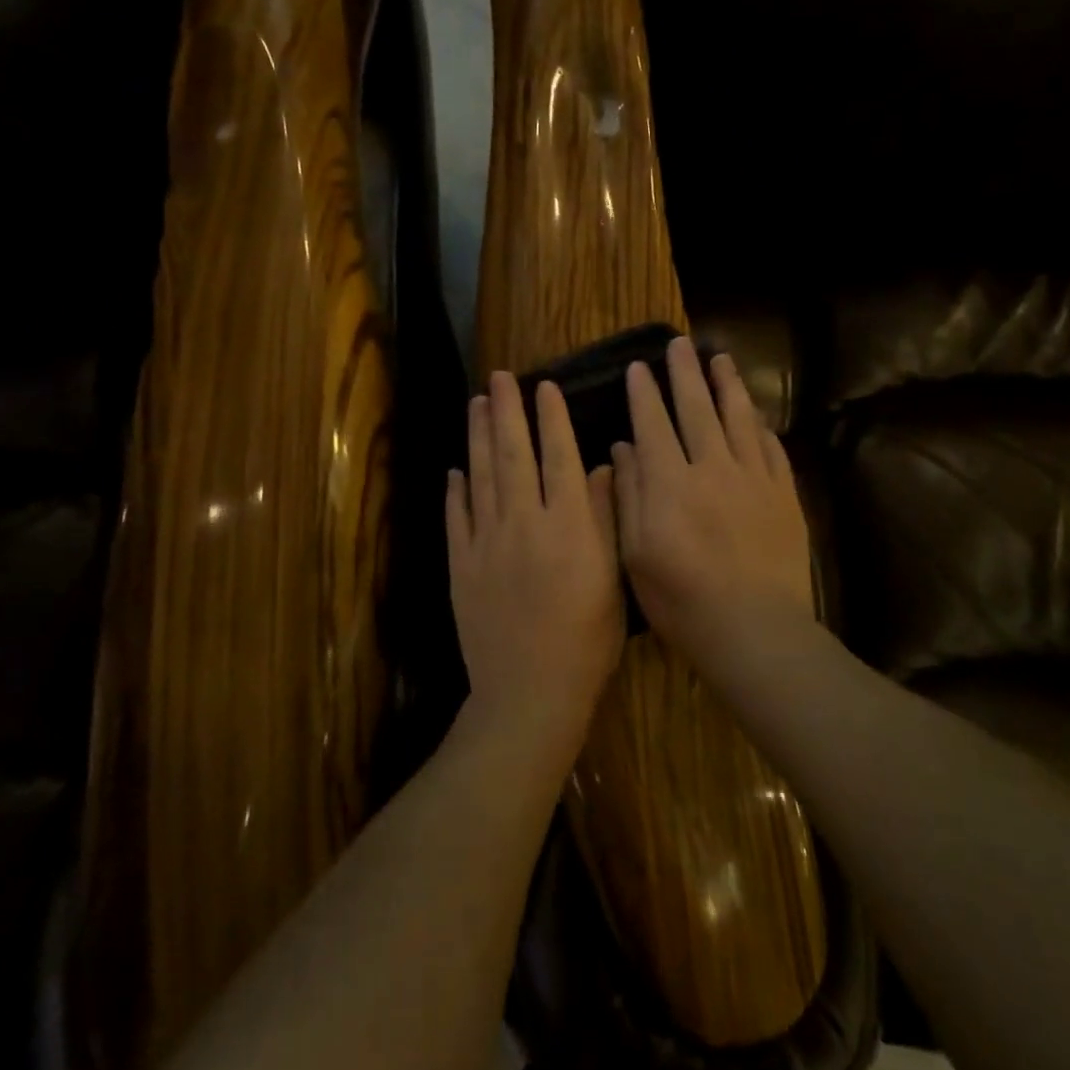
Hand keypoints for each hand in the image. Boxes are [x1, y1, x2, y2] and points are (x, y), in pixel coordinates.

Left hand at [447, 371, 623, 746]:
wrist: (529, 692)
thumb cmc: (587, 641)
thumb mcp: (613, 579)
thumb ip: (606, 519)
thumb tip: (603, 467)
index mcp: (569, 525)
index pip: (559, 458)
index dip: (552, 420)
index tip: (545, 387)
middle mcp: (524, 523)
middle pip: (513, 456)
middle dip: (507, 412)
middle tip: (499, 378)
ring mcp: (486, 542)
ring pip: (481, 477)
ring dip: (478, 437)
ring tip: (476, 404)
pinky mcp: (461, 565)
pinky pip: (457, 517)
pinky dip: (456, 490)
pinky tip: (456, 470)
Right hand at [611, 337, 813, 668]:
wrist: (754, 629)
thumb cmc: (682, 600)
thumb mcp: (634, 554)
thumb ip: (629, 495)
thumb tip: (624, 447)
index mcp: (670, 483)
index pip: (653, 424)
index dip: (644, 393)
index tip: (638, 367)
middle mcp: (712, 468)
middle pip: (696, 409)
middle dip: (684, 374)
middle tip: (678, 345)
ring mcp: (754, 479)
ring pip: (739, 419)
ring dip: (727, 386)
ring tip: (720, 359)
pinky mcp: (784, 495)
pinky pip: (772, 448)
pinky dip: (760, 426)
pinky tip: (755, 415)